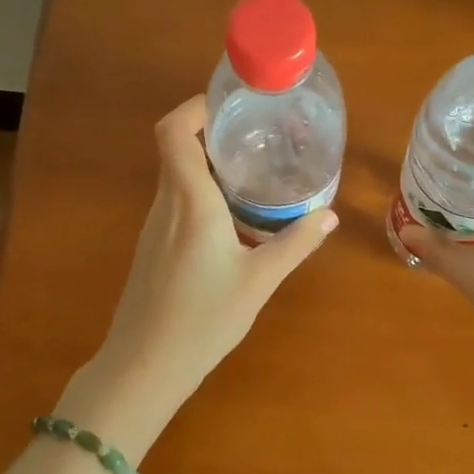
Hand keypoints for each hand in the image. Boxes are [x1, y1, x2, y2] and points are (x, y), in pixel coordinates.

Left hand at [82, 95, 336, 418]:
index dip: (196, 108)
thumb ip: (295, 244)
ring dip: (210, 166)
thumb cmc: (203, 319)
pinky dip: (203, 194)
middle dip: (214, 135)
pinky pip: (176, 203)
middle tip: (258, 138)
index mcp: (190, 201)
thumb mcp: (259, 281)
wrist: (145, 365)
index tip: (232, 107)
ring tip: (253, 174)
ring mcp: (154, 227)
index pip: (174, 131)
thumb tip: (328, 216)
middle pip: (178, 148)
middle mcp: (166, 204)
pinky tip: (233, 219)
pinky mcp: (152, 247)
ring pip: (177, 177)